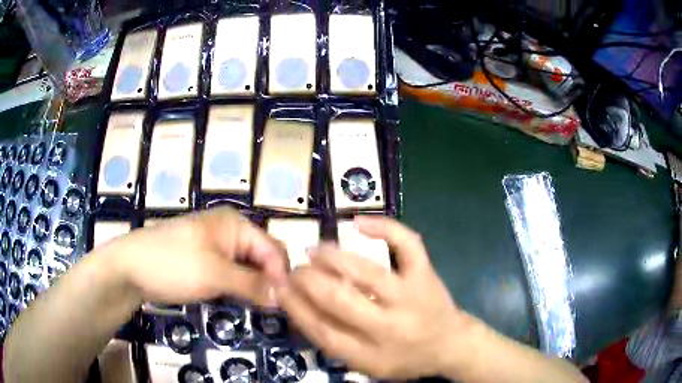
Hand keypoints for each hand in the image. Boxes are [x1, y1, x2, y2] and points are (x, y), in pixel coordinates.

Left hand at [105, 207, 287, 306]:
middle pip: (262, 258)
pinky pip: (233, 274)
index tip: (286, 306)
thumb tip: (285, 297)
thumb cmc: (172, 264)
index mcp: (235, 224)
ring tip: (262, 311)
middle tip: (275, 312)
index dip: (281, 276)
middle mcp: (229, 232)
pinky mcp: (206, 262)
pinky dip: (240, 288)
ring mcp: (216, 247)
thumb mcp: (214, 275)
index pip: (272, 249)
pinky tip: (242, 303)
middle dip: (270, 282)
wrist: (130, 268)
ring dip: (256, 288)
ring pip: (248, 268)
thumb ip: (252, 284)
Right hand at [276, 216, 475, 378]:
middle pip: (338, 298)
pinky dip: (384, 227)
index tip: (279, 288)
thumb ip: (335, 343)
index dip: (295, 306)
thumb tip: (300, 307)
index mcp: (372, 356)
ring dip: (331, 256)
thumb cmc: (405, 358)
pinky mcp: (425, 274)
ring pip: (365, 270)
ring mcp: (411, 296)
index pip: (322, 330)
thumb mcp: (368, 367)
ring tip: (314, 250)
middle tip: (294, 269)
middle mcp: (390, 327)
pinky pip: (406, 244)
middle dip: (307, 279)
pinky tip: (358, 223)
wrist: (450, 344)